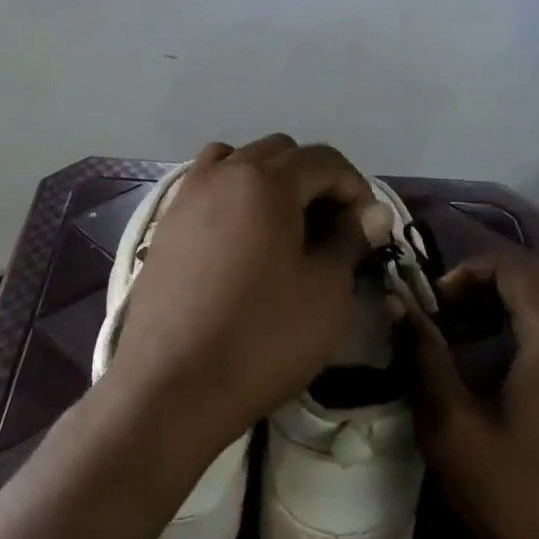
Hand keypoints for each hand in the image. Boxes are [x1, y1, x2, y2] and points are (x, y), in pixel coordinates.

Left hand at [107, 136, 391, 453]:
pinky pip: (208, 187)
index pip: (324, 159)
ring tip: (285, 227)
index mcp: (266, 181)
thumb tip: (372, 213)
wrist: (172, 386)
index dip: (355, 187)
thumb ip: (350, 240)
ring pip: (239, 162)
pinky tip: (243, 241)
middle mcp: (223, 173)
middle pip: (280, 153)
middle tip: (331, 229)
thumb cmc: (262, 337)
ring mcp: (188, 195)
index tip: (368, 228)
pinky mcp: (166, 223)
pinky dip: (234, 195)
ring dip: (270, 181)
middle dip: (314, 181)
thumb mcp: (326, 292)